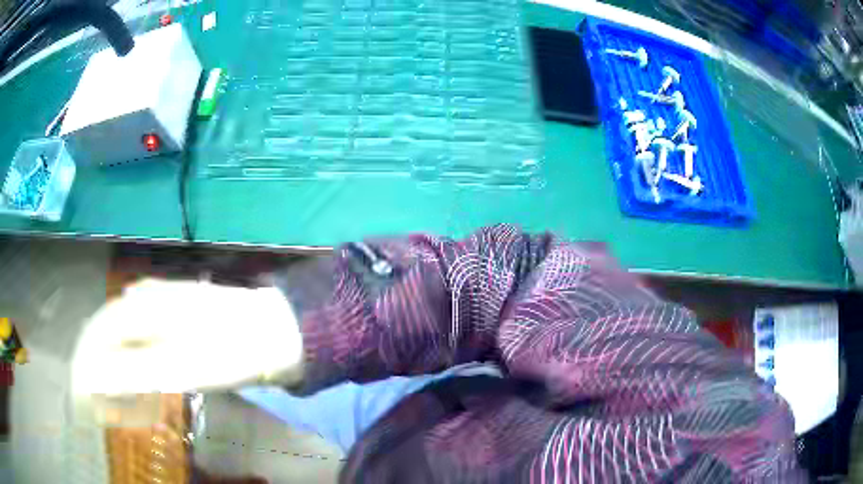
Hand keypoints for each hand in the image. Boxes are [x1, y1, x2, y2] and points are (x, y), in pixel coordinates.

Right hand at [71, 279, 303, 396]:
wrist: (276, 331)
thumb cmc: (229, 351)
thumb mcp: (179, 367)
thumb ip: (133, 369)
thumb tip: (93, 376)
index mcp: (141, 306)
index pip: (98, 331)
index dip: (86, 360)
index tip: (83, 390)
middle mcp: (147, 296)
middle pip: (108, 326)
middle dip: (97, 358)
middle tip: (96, 391)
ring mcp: (163, 299)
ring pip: (124, 326)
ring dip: (114, 354)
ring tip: (111, 381)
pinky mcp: (178, 310)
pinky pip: (143, 326)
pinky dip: (133, 348)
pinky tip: (138, 363)